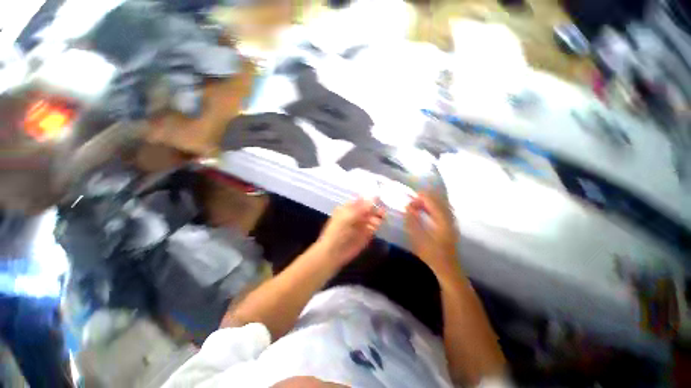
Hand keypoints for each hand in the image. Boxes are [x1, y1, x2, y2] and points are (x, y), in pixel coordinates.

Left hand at [316, 198, 384, 265]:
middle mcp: (356, 215)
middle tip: (382, 207)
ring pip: (373, 217)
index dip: (369, 198)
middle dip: (375, 207)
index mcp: (348, 208)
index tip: (378, 196)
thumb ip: (361, 208)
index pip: (361, 200)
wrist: (334, 252)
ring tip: (381, 216)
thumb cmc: (337, 232)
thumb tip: (374, 197)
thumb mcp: (347, 217)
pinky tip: (378, 224)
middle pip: (369, 208)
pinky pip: (374, 227)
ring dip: (377, 216)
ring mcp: (361, 225)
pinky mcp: (366, 235)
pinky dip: (377, 225)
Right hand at [405, 190, 460, 278]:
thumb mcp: (418, 238)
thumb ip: (412, 221)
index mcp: (443, 220)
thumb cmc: (431, 255)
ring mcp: (452, 220)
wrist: (447, 268)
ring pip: (441, 203)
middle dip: (424, 198)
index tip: (409, 199)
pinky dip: (433, 206)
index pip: (432, 201)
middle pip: (438, 200)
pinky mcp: (451, 224)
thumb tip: (408, 206)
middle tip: (411, 201)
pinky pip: (442, 208)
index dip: (420, 197)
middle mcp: (449, 217)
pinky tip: (425, 210)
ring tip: (416, 204)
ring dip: (428, 201)